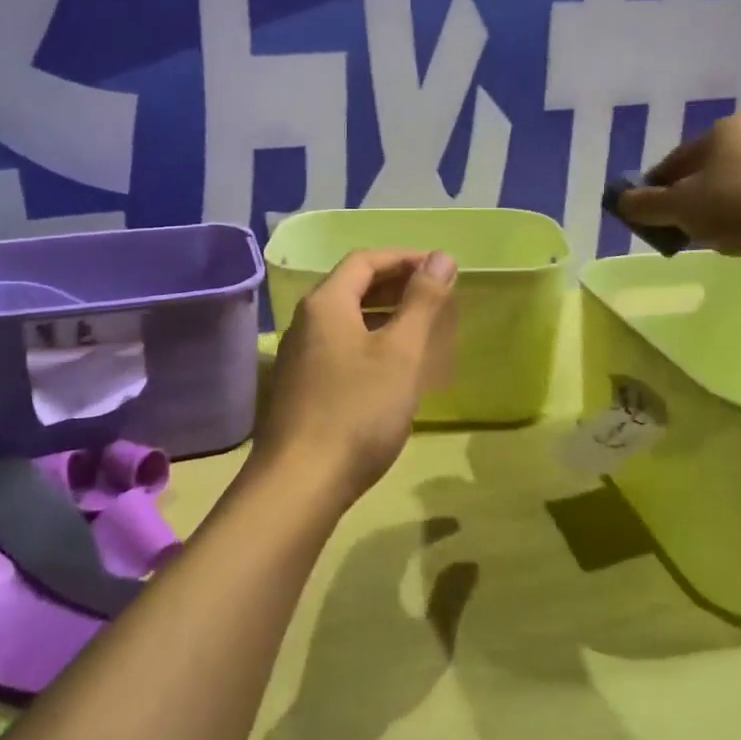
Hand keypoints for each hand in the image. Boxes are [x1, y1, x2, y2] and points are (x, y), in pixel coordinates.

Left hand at [257, 250, 457, 506]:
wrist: (300, 482)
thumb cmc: (357, 410)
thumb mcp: (400, 353)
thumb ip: (422, 302)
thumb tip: (441, 257)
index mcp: (326, 304)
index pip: (365, 260)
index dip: (405, 258)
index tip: (441, 270)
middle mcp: (305, 322)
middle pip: (352, 287)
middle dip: (396, 284)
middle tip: (436, 296)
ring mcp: (298, 356)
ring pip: (346, 320)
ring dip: (383, 315)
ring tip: (420, 328)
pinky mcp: (300, 387)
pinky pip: (339, 347)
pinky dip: (369, 342)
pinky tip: (391, 368)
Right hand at [618, 113, 740, 283]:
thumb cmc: (737, 205)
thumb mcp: (678, 206)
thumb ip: (645, 204)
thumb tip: (622, 202)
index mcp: (726, 128)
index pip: (676, 160)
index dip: (654, 188)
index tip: (644, 214)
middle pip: (704, 174)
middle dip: (685, 202)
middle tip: (672, 229)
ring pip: (730, 191)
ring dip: (711, 214)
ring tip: (702, 239)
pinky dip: (739, 221)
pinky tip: (735, 242)